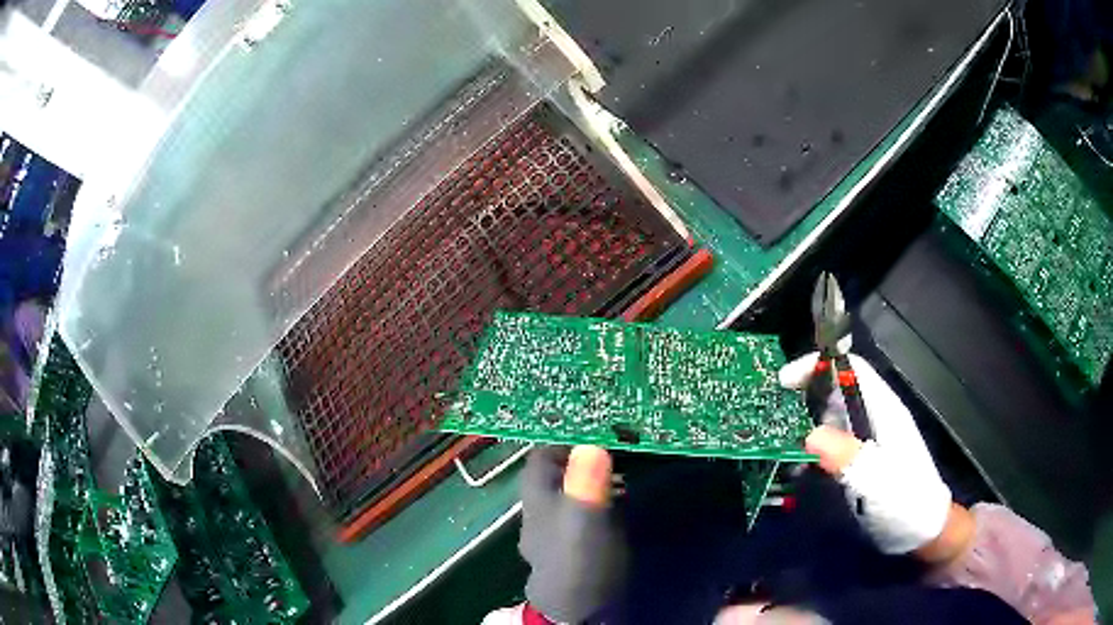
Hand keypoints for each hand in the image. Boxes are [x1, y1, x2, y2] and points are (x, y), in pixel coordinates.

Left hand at [520, 445, 626, 622]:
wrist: (576, 609)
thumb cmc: (578, 562)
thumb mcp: (585, 521)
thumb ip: (586, 484)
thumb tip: (592, 444)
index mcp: (538, 495)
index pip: (543, 453)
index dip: (567, 438)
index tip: (598, 430)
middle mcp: (543, 506)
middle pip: (557, 469)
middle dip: (585, 455)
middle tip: (619, 448)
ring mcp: (557, 525)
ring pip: (571, 488)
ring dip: (594, 475)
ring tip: (625, 470)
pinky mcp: (575, 541)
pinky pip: (584, 507)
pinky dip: (601, 496)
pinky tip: (621, 499)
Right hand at [779, 352, 956, 556]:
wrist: (922, 535)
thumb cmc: (906, 503)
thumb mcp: (878, 482)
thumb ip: (848, 457)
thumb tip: (809, 434)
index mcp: (884, 410)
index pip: (852, 369)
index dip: (820, 364)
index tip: (784, 380)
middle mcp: (874, 418)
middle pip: (837, 390)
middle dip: (804, 395)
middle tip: (771, 412)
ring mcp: (867, 442)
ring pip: (831, 419)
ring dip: (803, 425)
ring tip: (776, 442)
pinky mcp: (859, 463)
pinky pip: (831, 447)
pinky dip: (810, 452)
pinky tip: (795, 469)